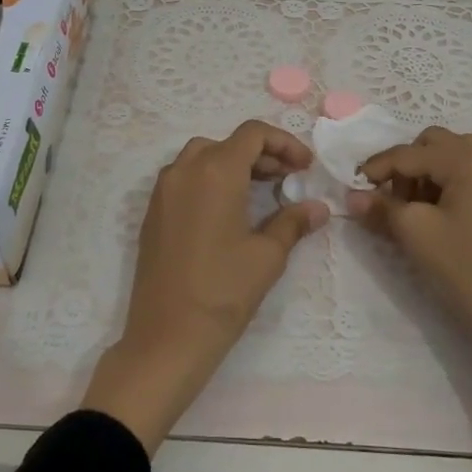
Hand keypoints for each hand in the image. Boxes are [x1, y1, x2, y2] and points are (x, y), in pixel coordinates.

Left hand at [81, 120, 327, 452]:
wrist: (167, 337)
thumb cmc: (223, 292)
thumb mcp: (267, 256)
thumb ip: (293, 222)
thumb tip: (318, 208)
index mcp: (215, 171)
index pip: (252, 134)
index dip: (284, 143)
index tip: (305, 167)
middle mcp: (184, 170)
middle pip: (228, 143)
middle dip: (262, 154)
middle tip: (289, 179)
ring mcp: (163, 191)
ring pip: (203, 157)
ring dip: (234, 164)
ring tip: (262, 192)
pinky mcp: (153, 212)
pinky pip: (185, 178)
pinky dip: (210, 179)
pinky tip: (230, 211)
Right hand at [349, 127, 471, 451]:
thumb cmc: (465, 269)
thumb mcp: (415, 234)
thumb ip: (380, 208)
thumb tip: (352, 196)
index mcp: (466, 159)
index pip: (409, 153)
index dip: (377, 167)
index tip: (355, 185)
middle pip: (436, 144)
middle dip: (408, 165)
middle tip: (394, 198)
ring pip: (458, 159)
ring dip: (432, 174)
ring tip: (420, 209)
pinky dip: (455, 187)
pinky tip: (448, 220)